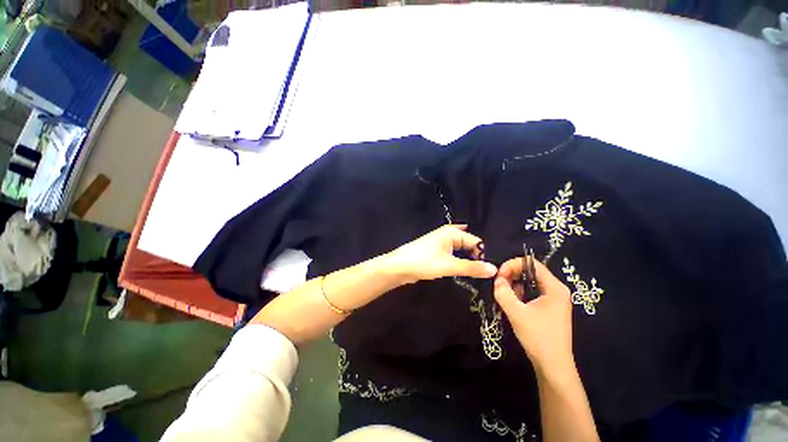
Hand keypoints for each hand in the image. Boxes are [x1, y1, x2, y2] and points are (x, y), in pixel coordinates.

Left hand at [382, 225, 497, 283]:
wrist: (399, 267)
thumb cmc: (424, 262)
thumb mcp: (450, 265)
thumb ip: (472, 268)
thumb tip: (494, 269)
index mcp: (452, 233)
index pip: (476, 242)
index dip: (483, 255)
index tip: (490, 271)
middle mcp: (447, 235)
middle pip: (468, 244)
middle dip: (476, 256)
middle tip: (486, 273)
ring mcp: (441, 243)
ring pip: (460, 250)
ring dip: (468, 259)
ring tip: (478, 273)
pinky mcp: (436, 253)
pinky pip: (453, 255)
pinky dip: (459, 261)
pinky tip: (464, 269)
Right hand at [494, 257, 574, 373]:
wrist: (553, 366)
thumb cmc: (538, 337)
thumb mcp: (516, 313)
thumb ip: (503, 292)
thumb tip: (497, 279)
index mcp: (554, 288)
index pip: (532, 264)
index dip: (512, 265)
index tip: (499, 275)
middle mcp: (557, 290)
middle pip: (531, 272)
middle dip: (512, 275)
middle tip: (499, 285)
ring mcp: (554, 299)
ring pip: (529, 282)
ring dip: (515, 285)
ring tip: (505, 296)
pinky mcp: (549, 307)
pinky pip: (532, 292)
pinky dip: (520, 294)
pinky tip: (513, 304)